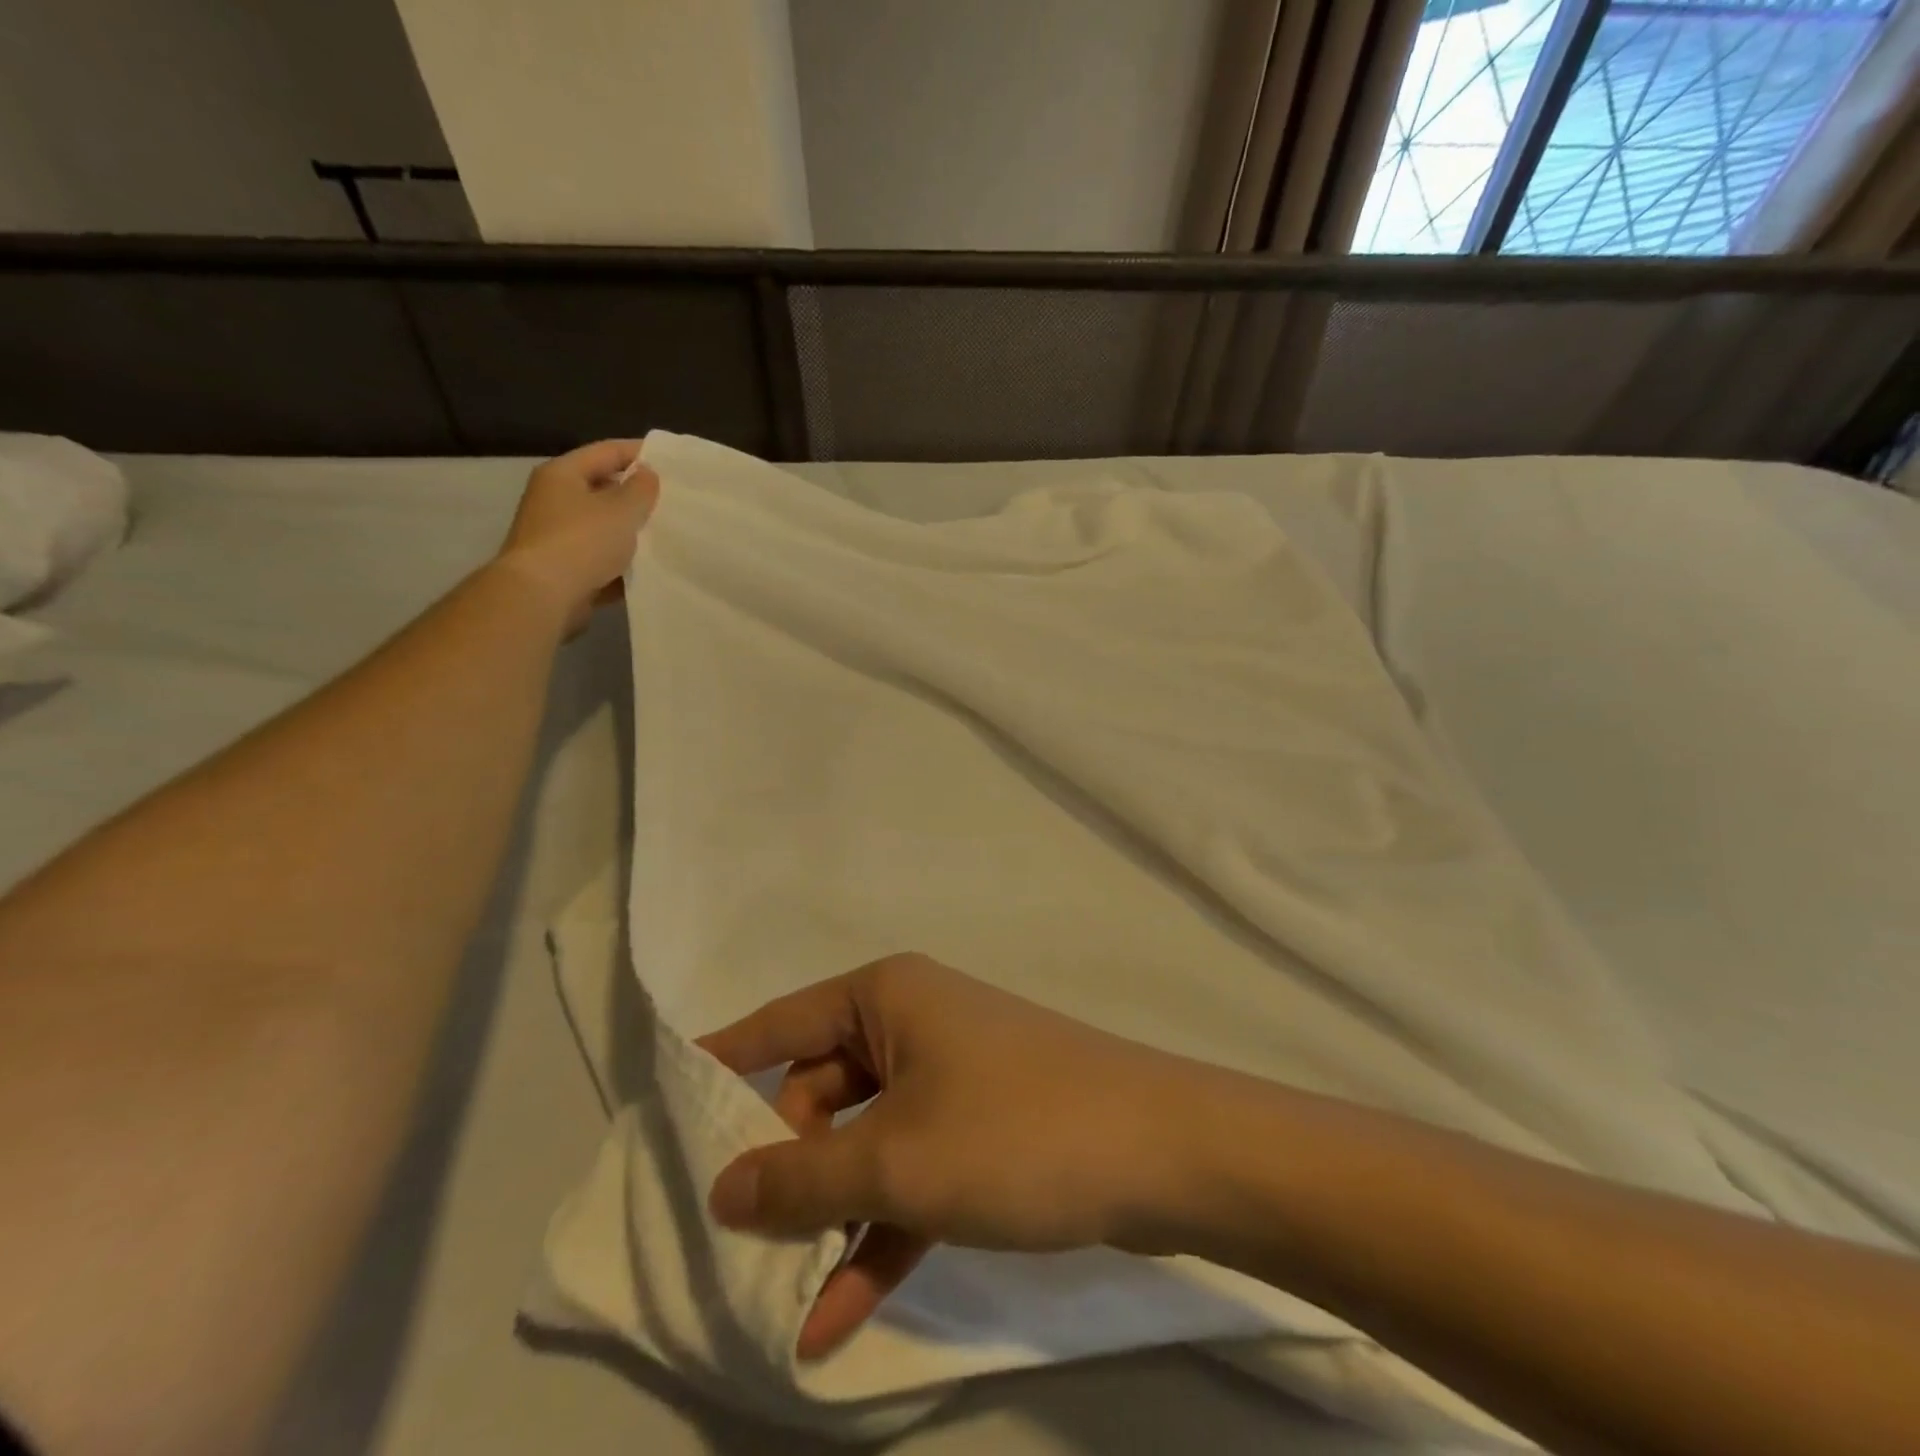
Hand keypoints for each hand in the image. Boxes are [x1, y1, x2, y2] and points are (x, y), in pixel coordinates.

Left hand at [495, 440, 658, 633]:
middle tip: (672, 500)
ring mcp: (557, 536)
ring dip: (630, 530)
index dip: (639, 452)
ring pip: (602, 526)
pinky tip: (647, 569)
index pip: (606, 451)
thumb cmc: (582, 542)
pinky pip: (600, 559)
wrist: (542, 596)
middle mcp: (554, 500)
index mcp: (563, 474)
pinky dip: (621, 562)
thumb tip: (646, 474)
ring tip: (665, 535)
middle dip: (636, 495)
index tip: (671, 461)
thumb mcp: (621, 510)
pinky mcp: (564, 568)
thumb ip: (640, 490)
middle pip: (602, 488)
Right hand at [699, 954, 1208, 1358]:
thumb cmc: (1013, 1130)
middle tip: (740, 1231)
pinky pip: (912, 1174)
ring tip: (778, 1292)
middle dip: (784, 1161)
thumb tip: (722, 1187)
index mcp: (887, 998)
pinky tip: (836, 1316)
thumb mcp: (894, 1159)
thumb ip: (801, 1178)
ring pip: (866, 1141)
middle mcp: (914, 1025)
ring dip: (830, 1212)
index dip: (725, 1060)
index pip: (783, 1022)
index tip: (668, 1099)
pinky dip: (879, 1232)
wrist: (1160, 1152)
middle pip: (821, 1089)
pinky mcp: (981, 1130)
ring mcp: (950, 1079)